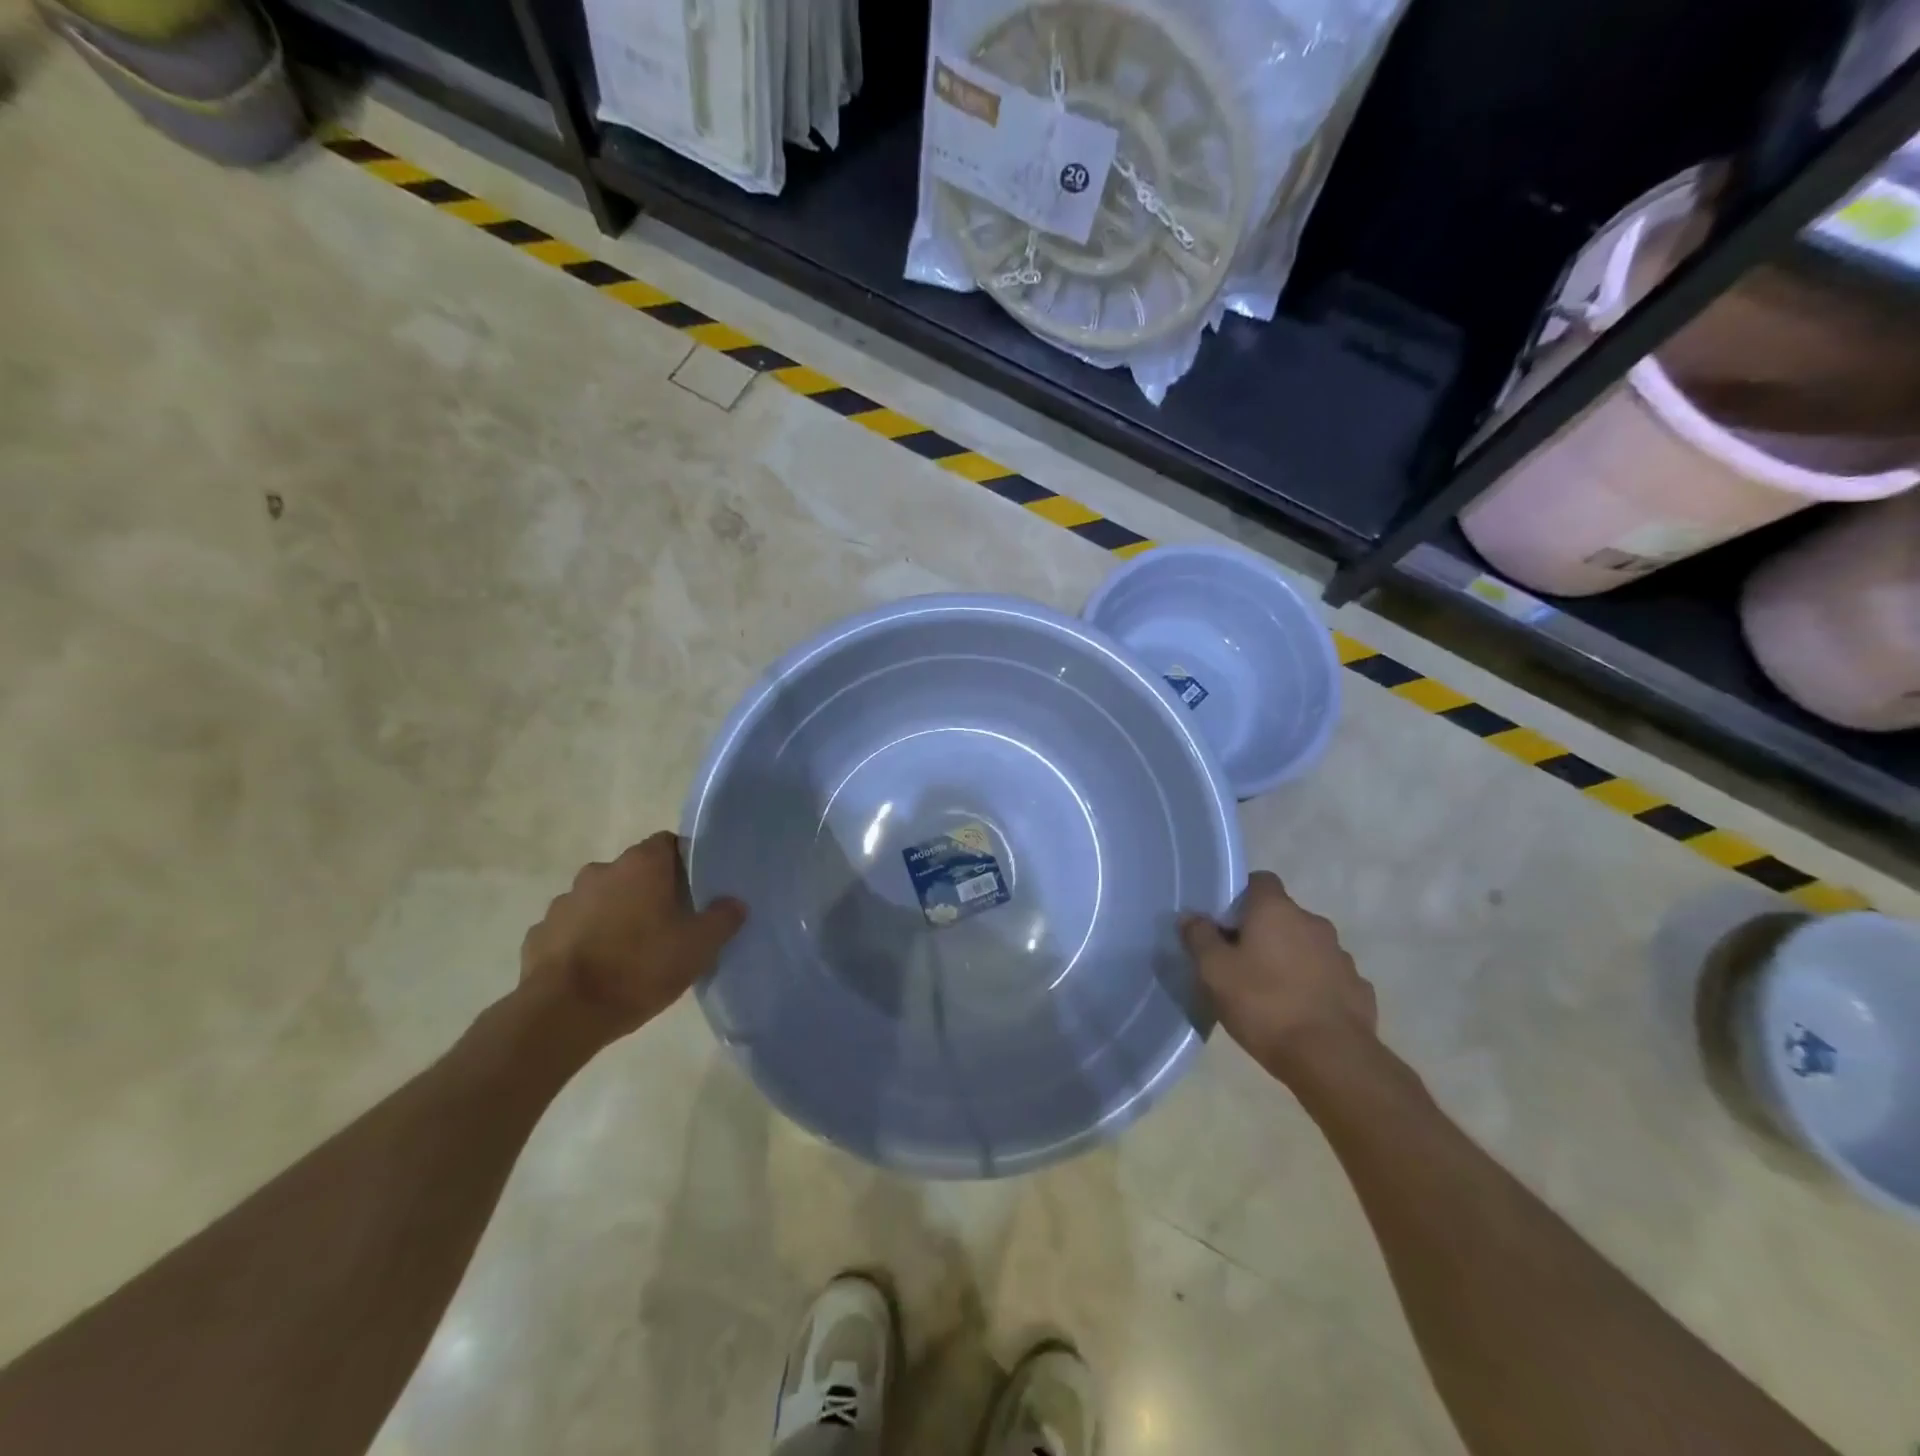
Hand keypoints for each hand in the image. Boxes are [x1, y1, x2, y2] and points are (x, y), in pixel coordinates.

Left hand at [519, 832, 746, 1043]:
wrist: (563, 1013)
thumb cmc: (639, 968)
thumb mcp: (698, 947)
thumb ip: (722, 919)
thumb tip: (734, 903)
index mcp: (641, 865)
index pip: (668, 844)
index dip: (683, 864)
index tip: (694, 891)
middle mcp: (600, 871)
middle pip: (634, 872)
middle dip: (649, 892)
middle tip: (668, 924)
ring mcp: (564, 901)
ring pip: (600, 900)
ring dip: (615, 915)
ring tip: (629, 952)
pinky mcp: (539, 933)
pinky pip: (572, 928)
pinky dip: (585, 940)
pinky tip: (597, 969)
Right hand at [1180, 871, 1377, 1080]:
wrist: (1330, 1058)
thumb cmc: (1263, 1004)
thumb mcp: (1214, 971)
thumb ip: (1199, 937)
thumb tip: (1190, 916)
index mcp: (1277, 910)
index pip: (1260, 880)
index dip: (1241, 895)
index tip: (1225, 921)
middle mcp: (1313, 923)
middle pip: (1283, 915)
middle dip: (1264, 932)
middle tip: (1240, 961)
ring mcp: (1341, 956)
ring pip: (1307, 946)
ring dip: (1291, 959)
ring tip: (1271, 991)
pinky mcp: (1359, 988)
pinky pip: (1328, 976)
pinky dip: (1314, 985)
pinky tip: (1300, 1012)